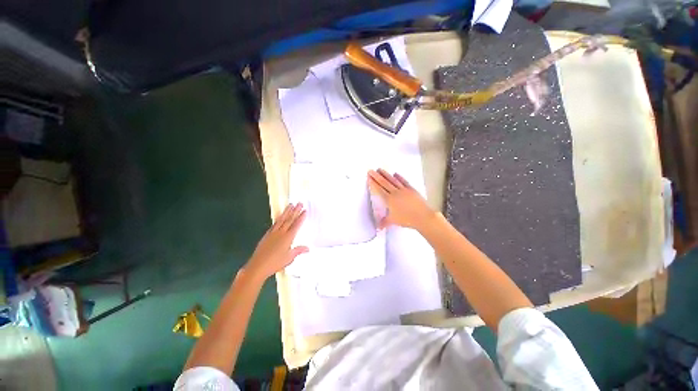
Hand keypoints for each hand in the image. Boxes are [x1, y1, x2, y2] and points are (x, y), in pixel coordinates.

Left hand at [244, 203, 307, 280]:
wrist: (258, 266)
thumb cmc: (275, 263)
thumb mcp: (289, 258)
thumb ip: (298, 250)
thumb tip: (308, 248)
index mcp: (288, 237)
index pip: (296, 225)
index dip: (301, 217)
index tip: (305, 211)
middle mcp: (281, 232)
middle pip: (290, 219)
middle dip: (295, 211)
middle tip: (300, 203)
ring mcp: (273, 232)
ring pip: (282, 219)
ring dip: (287, 211)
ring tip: (291, 205)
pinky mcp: (267, 234)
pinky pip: (275, 223)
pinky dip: (279, 218)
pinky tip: (280, 216)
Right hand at [367, 169, 435, 230]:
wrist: (423, 216)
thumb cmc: (407, 219)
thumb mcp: (394, 221)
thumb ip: (384, 222)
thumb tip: (378, 227)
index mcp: (389, 200)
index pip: (379, 190)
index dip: (373, 183)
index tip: (369, 177)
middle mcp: (395, 193)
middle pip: (384, 183)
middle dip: (376, 176)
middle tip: (371, 170)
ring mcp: (404, 190)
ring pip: (393, 180)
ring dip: (386, 174)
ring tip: (380, 169)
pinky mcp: (411, 189)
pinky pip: (404, 181)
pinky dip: (399, 177)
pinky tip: (395, 173)